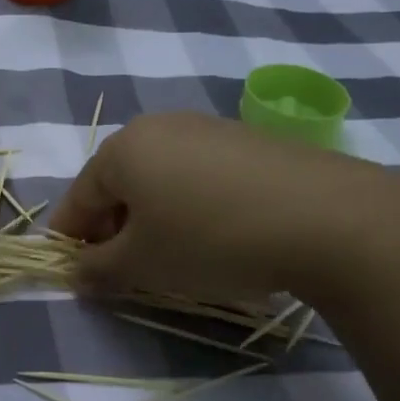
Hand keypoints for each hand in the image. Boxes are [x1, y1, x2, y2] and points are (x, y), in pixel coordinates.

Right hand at [48, 111, 399, 304]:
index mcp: (120, 149)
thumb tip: (75, 272)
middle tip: (127, 269)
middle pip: (117, 184)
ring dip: (152, 217)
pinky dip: (190, 204)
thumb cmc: (210, 239)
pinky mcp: (245, 139)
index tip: (79, 274)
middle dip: (113, 228)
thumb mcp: (142, 265)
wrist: (328, 217)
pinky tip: (215, 233)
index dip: (72, 240)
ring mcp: (204, 127)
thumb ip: (97, 269)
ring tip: (174, 255)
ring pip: (158, 178)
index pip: (77, 199)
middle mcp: (156, 126)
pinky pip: (197, 173)